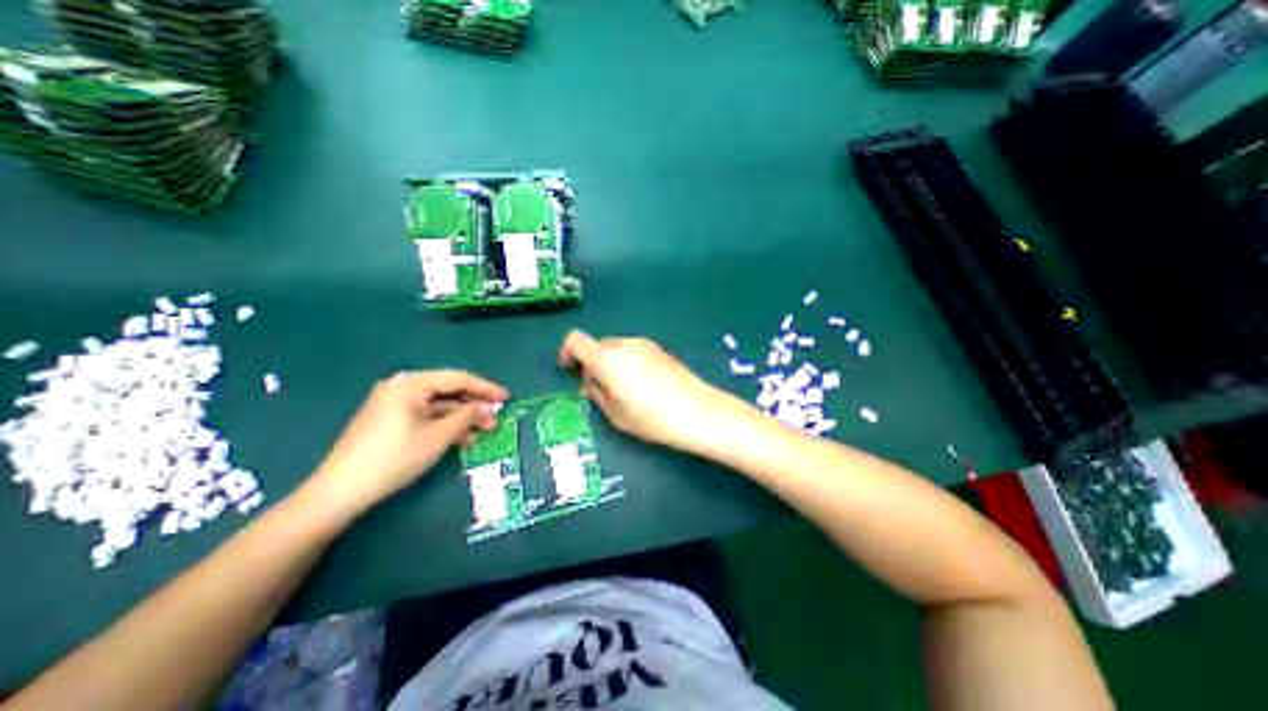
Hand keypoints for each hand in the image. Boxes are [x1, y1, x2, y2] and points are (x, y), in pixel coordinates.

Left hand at [303, 372, 508, 515]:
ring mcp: (394, 403)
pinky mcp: (390, 419)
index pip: (458, 378)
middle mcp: (402, 387)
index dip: (486, 388)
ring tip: (483, 431)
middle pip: (448, 390)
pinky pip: (426, 415)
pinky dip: (445, 424)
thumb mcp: (439, 436)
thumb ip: (467, 416)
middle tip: (495, 418)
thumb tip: (488, 407)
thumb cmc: (395, 458)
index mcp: (411, 383)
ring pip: (439, 405)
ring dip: (462, 417)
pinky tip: (461, 438)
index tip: (507, 398)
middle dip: (474, 405)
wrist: (340, 491)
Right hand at [560, 328, 739, 453]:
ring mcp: (644, 344)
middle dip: (591, 363)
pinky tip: (641, 385)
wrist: (698, 411)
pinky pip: (633, 351)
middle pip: (597, 345)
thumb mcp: (614, 413)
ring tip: (622, 390)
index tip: (568, 369)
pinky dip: (626, 362)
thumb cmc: (652, 418)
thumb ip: (595, 391)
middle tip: (598, 388)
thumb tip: (590, 378)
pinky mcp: (659, 349)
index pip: (576, 340)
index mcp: (607, 358)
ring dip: (609, 363)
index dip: (566, 352)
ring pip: (615, 348)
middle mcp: (624, 344)